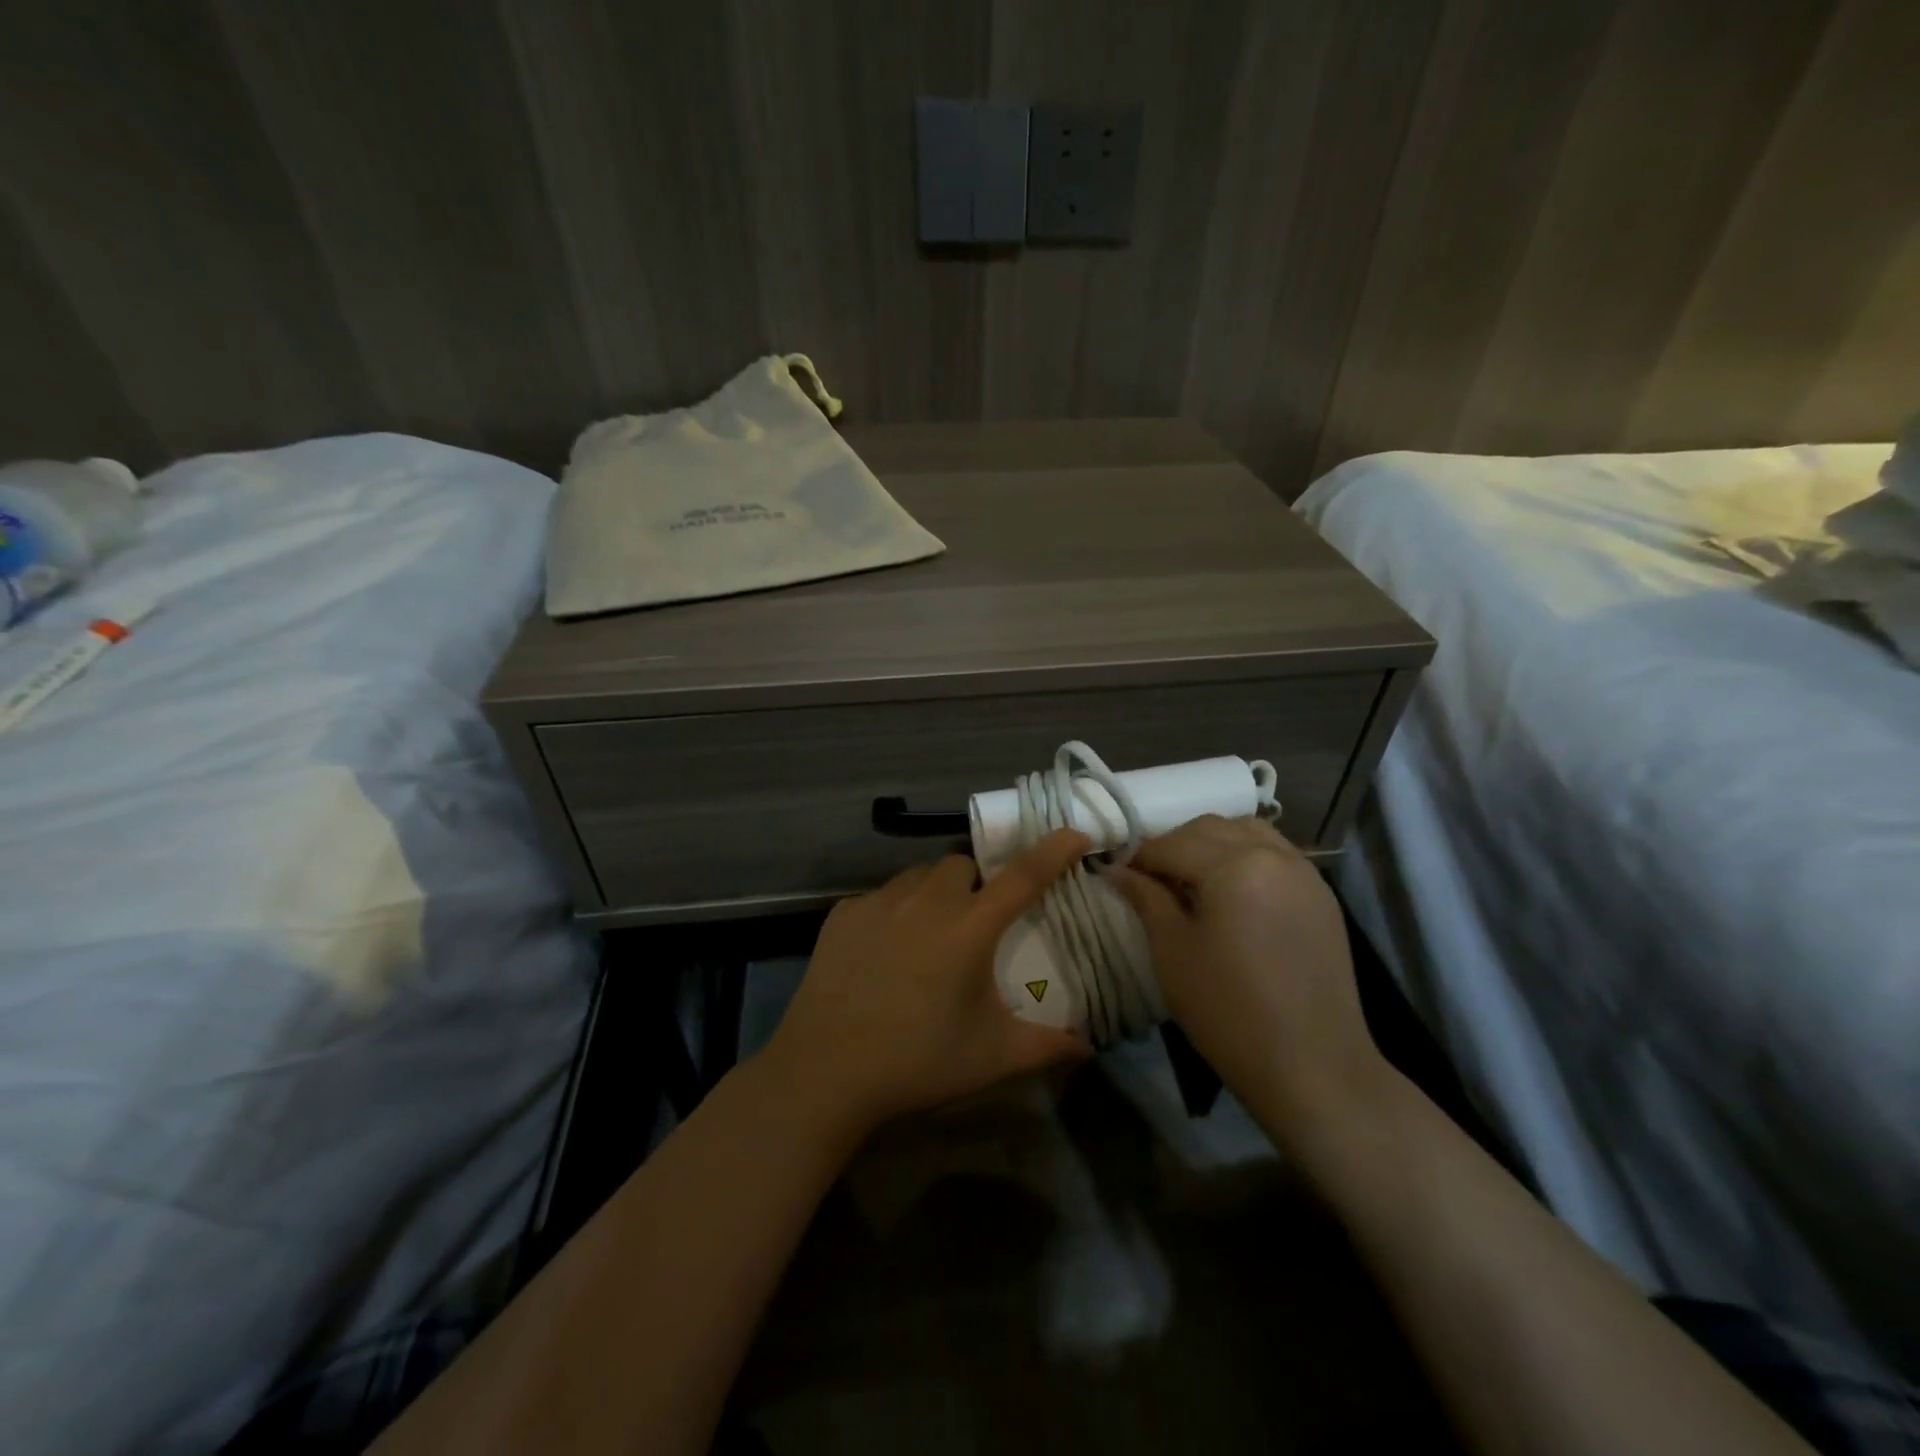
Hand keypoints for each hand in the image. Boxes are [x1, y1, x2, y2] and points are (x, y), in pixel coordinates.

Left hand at [762, 830, 1094, 1134]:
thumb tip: (1087, 1047)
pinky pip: (881, 896)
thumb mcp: (991, 1056)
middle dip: (977, 883)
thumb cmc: (917, 1061)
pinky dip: (894, 911)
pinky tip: (885, 951)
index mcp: (969, 927)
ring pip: (919, 875)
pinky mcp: (843, 913)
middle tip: (976, 923)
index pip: (1022, 876)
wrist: (825, 1072)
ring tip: (929, 935)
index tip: (1075, 834)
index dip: (1053, 851)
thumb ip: (1045, 1046)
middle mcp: (926, 901)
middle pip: (962, 865)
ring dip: (935, 893)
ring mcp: (880, 902)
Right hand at [1109, 816, 1386, 1143]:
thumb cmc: (1229, 1011)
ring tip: (1191, 879)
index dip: (1138, 858)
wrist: (1313, 1067)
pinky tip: (1231, 890)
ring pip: (1246, 831)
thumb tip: (1116, 870)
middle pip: (1209, 828)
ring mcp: (1303, 872)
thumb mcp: (1172, 952)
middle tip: (1150, 879)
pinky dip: (1245, 855)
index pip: (1171, 844)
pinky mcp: (1321, 894)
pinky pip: (1274, 852)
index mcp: (1233, 866)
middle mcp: (1272, 854)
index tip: (1116, 876)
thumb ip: (1145, 898)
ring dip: (1211, 843)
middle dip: (1173, 845)